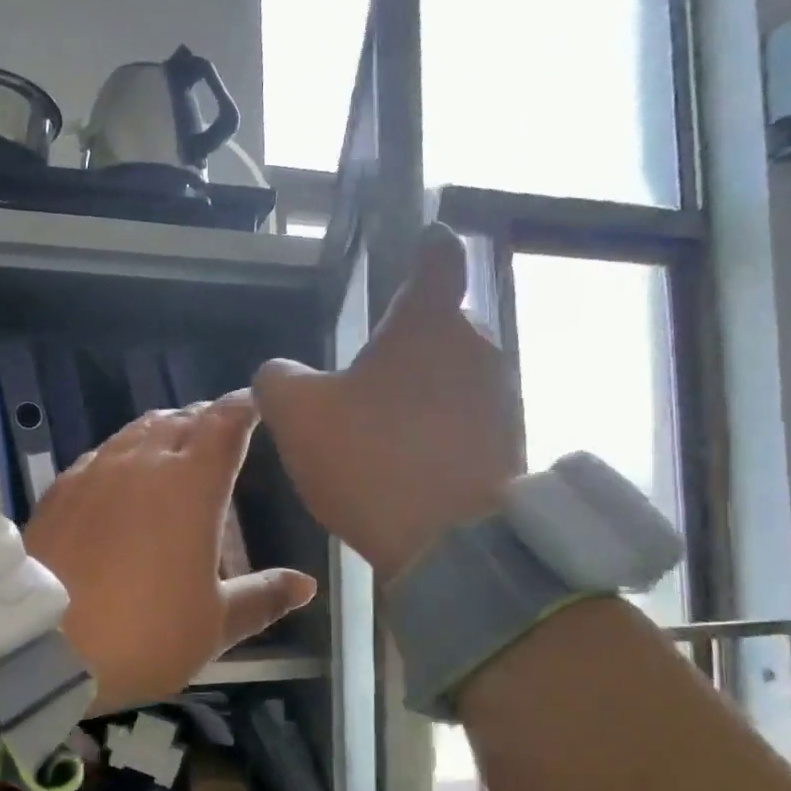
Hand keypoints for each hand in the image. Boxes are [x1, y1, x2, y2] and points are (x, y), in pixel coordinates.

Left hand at [24, 393, 317, 713]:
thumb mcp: (213, 625)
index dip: (243, 408)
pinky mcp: (60, 489)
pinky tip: (120, 480)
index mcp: (192, 484)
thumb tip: (305, 584)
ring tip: (174, 449)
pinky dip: (123, 455)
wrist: (38, 643)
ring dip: (163, 431)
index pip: (225, 423)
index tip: (255, 406)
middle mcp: (143, 462)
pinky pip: (101, 454)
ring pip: (137, 431)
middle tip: (219, 434)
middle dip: (205, 420)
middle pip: (181, 420)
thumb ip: (261, 598)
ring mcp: (95, 470)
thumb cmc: (143, 633)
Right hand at [254, 222, 519, 583]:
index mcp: (428, 320)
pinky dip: (435, 431)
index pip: (437, 255)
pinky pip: (463, 420)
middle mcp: (478, 345)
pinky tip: (405, 466)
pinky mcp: (512, 443)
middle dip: (404, 345)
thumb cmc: (370, 458)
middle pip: (439, 326)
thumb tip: (279, 371)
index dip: (425, 245)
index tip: (417, 245)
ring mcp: (502, 396)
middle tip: (361, 381)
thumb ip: (278, 379)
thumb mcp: (297, 414)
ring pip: (451, 376)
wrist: (449, 545)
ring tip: (378, 433)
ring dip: (419, 392)